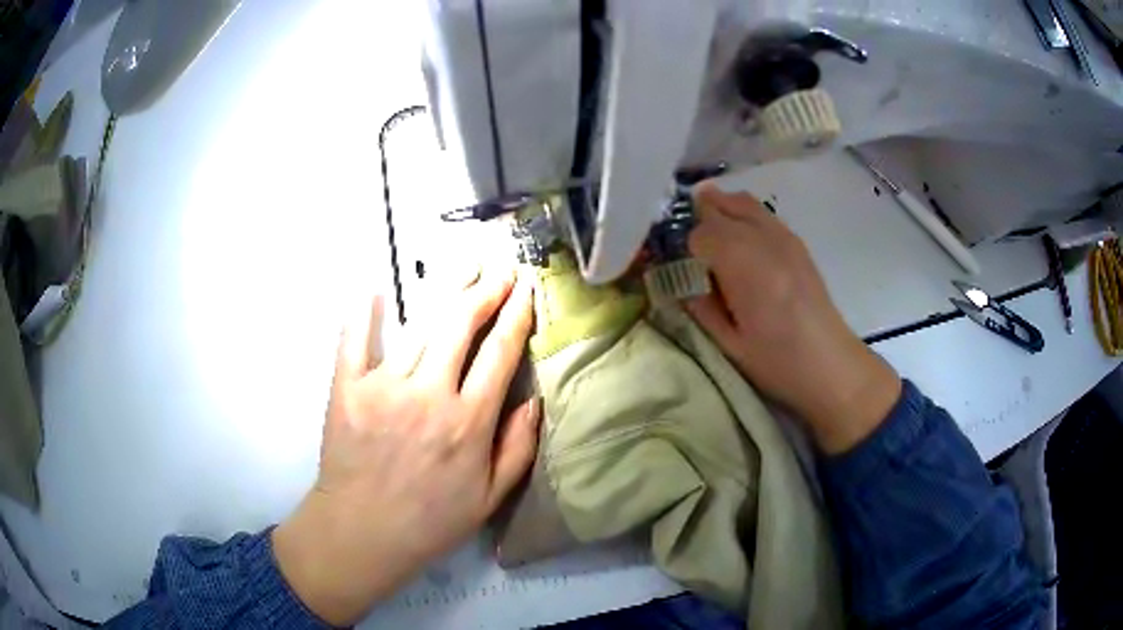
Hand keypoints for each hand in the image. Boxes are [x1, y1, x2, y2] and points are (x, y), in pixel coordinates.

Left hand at [273, 268, 538, 625]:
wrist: (363, 533)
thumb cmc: (431, 520)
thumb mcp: (490, 498)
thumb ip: (518, 448)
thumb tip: (534, 400)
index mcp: (468, 422)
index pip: (499, 353)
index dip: (516, 315)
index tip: (526, 288)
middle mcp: (428, 395)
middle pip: (461, 325)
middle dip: (485, 290)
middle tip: (499, 269)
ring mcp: (383, 387)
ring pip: (418, 326)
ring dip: (445, 291)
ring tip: (463, 267)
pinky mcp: (346, 388)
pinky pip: (354, 341)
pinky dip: (362, 313)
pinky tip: (372, 289)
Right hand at [685, 183, 900, 453]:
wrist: (830, 364)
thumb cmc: (777, 362)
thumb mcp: (728, 344)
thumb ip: (701, 307)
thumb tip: (683, 283)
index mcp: (745, 266)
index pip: (701, 234)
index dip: (685, 248)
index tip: (682, 268)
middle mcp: (765, 240)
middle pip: (721, 205)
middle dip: (699, 218)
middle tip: (689, 243)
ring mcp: (785, 236)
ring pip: (744, 202)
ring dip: (721, 209)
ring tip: (710, 232)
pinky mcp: (797, 243)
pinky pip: (762, 214)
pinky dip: (743, 216)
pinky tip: (741, 242)